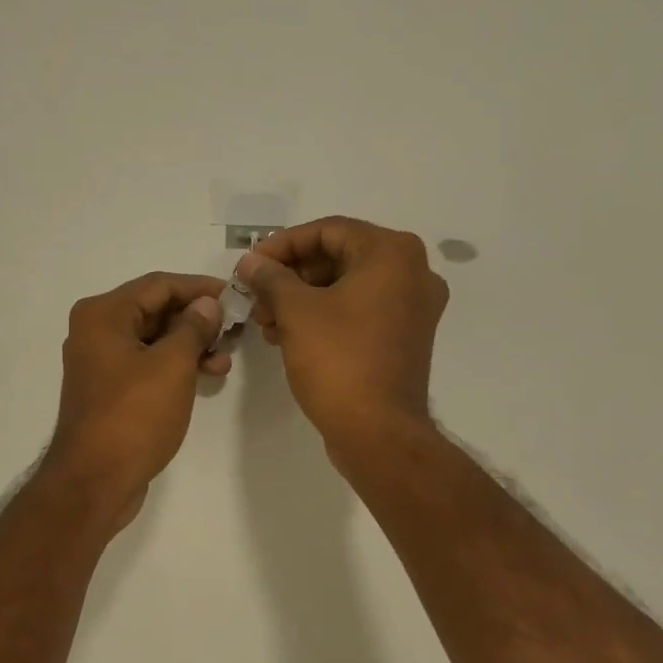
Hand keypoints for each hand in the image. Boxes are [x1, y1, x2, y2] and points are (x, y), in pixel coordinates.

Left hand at [42, 271, 230, 526]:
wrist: (95, 481)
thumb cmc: (133, 417)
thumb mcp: (172, 366)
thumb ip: (193, 328)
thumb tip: (207, 305)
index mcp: (103, 315)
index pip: (159, 285)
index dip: (200, 288)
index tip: (235, 296)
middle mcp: (96, 331)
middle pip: (155, 310)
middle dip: (197, 319)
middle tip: (235, 330)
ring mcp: (101, 363)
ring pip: (154, 339)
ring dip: (190, 345)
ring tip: (225, 359)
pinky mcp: (110, 390)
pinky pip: (147, 364)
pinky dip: (175, 366)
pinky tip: (206, 375)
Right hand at [238, 217, 447, 460]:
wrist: (378, 432)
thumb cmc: (338, 360)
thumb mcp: (296, 311)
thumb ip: (271, 278)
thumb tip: (251, 262)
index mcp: (392, 254)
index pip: (328, 231)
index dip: (282, 245)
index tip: (250, 265)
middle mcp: (413, 273)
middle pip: (339, 258)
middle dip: (291, 277)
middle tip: (256, 297)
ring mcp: (413, 309)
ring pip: (347, 288)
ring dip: (303, 300)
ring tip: (266, 323)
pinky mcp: (405, 338)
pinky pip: (360, 313)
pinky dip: (325, 318)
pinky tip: (288, 336)